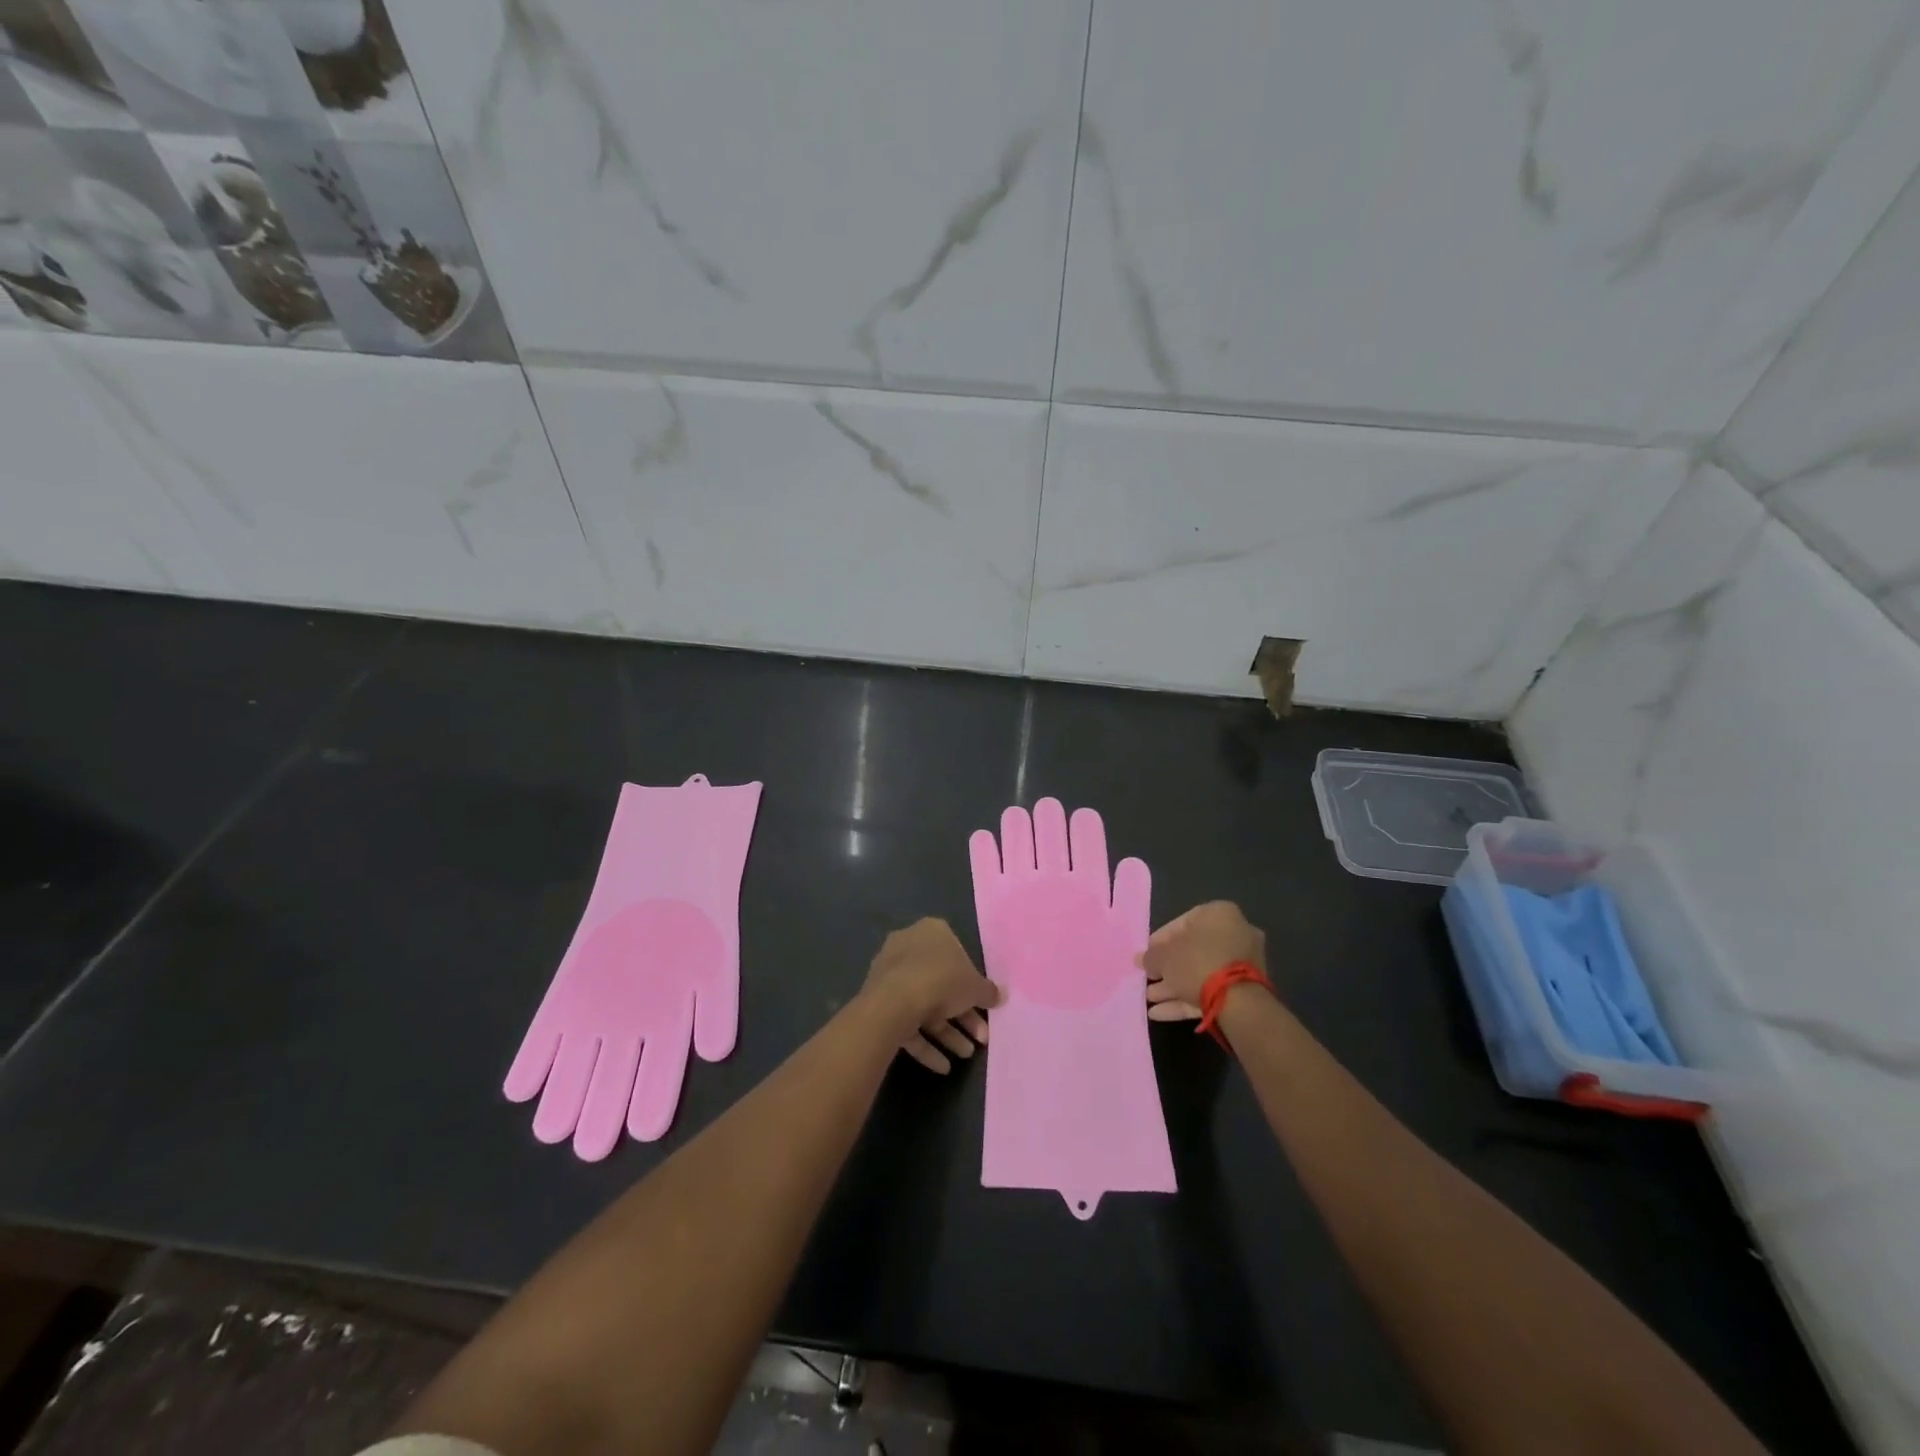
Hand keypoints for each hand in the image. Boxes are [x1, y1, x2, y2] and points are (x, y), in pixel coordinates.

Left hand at [861, 918, 1002, 1072]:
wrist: (894, 1003)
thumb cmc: (941, 981)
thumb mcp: (975, 987)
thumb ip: (988, 992)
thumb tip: (1001, 995)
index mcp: (931, 932)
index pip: (956, 952)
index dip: (972, 981)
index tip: (983, 1003)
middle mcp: (908, 947)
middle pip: (941, 983)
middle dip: (963, 1014)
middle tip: (981, 1037)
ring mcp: (890, 975)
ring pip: (924, 1004)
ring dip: (947, 1031)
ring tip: (966, 1054)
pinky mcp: (878, 1002)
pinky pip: (907, 1022)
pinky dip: (926, 1043)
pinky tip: (943, 1066)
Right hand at [1141, 901, 1266, 1021]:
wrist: (1239, 1003)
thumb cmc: (1197, 962)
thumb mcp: (1164, 956)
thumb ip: (1151, 956)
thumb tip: (1142, 960)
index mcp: (1220, 914)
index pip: (1183, 922)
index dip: (1160, 940)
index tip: (1148, 954)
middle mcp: (1236, 935)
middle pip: (1192, 951)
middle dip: (1168, 967)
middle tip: (1149, 977)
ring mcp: (1244, 965)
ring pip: (1201, 973)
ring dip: (1174, 986)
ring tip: (1149, 998)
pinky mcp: (1245, 992)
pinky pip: (1211, 991)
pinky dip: (1186, 999)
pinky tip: (1160, 1013)